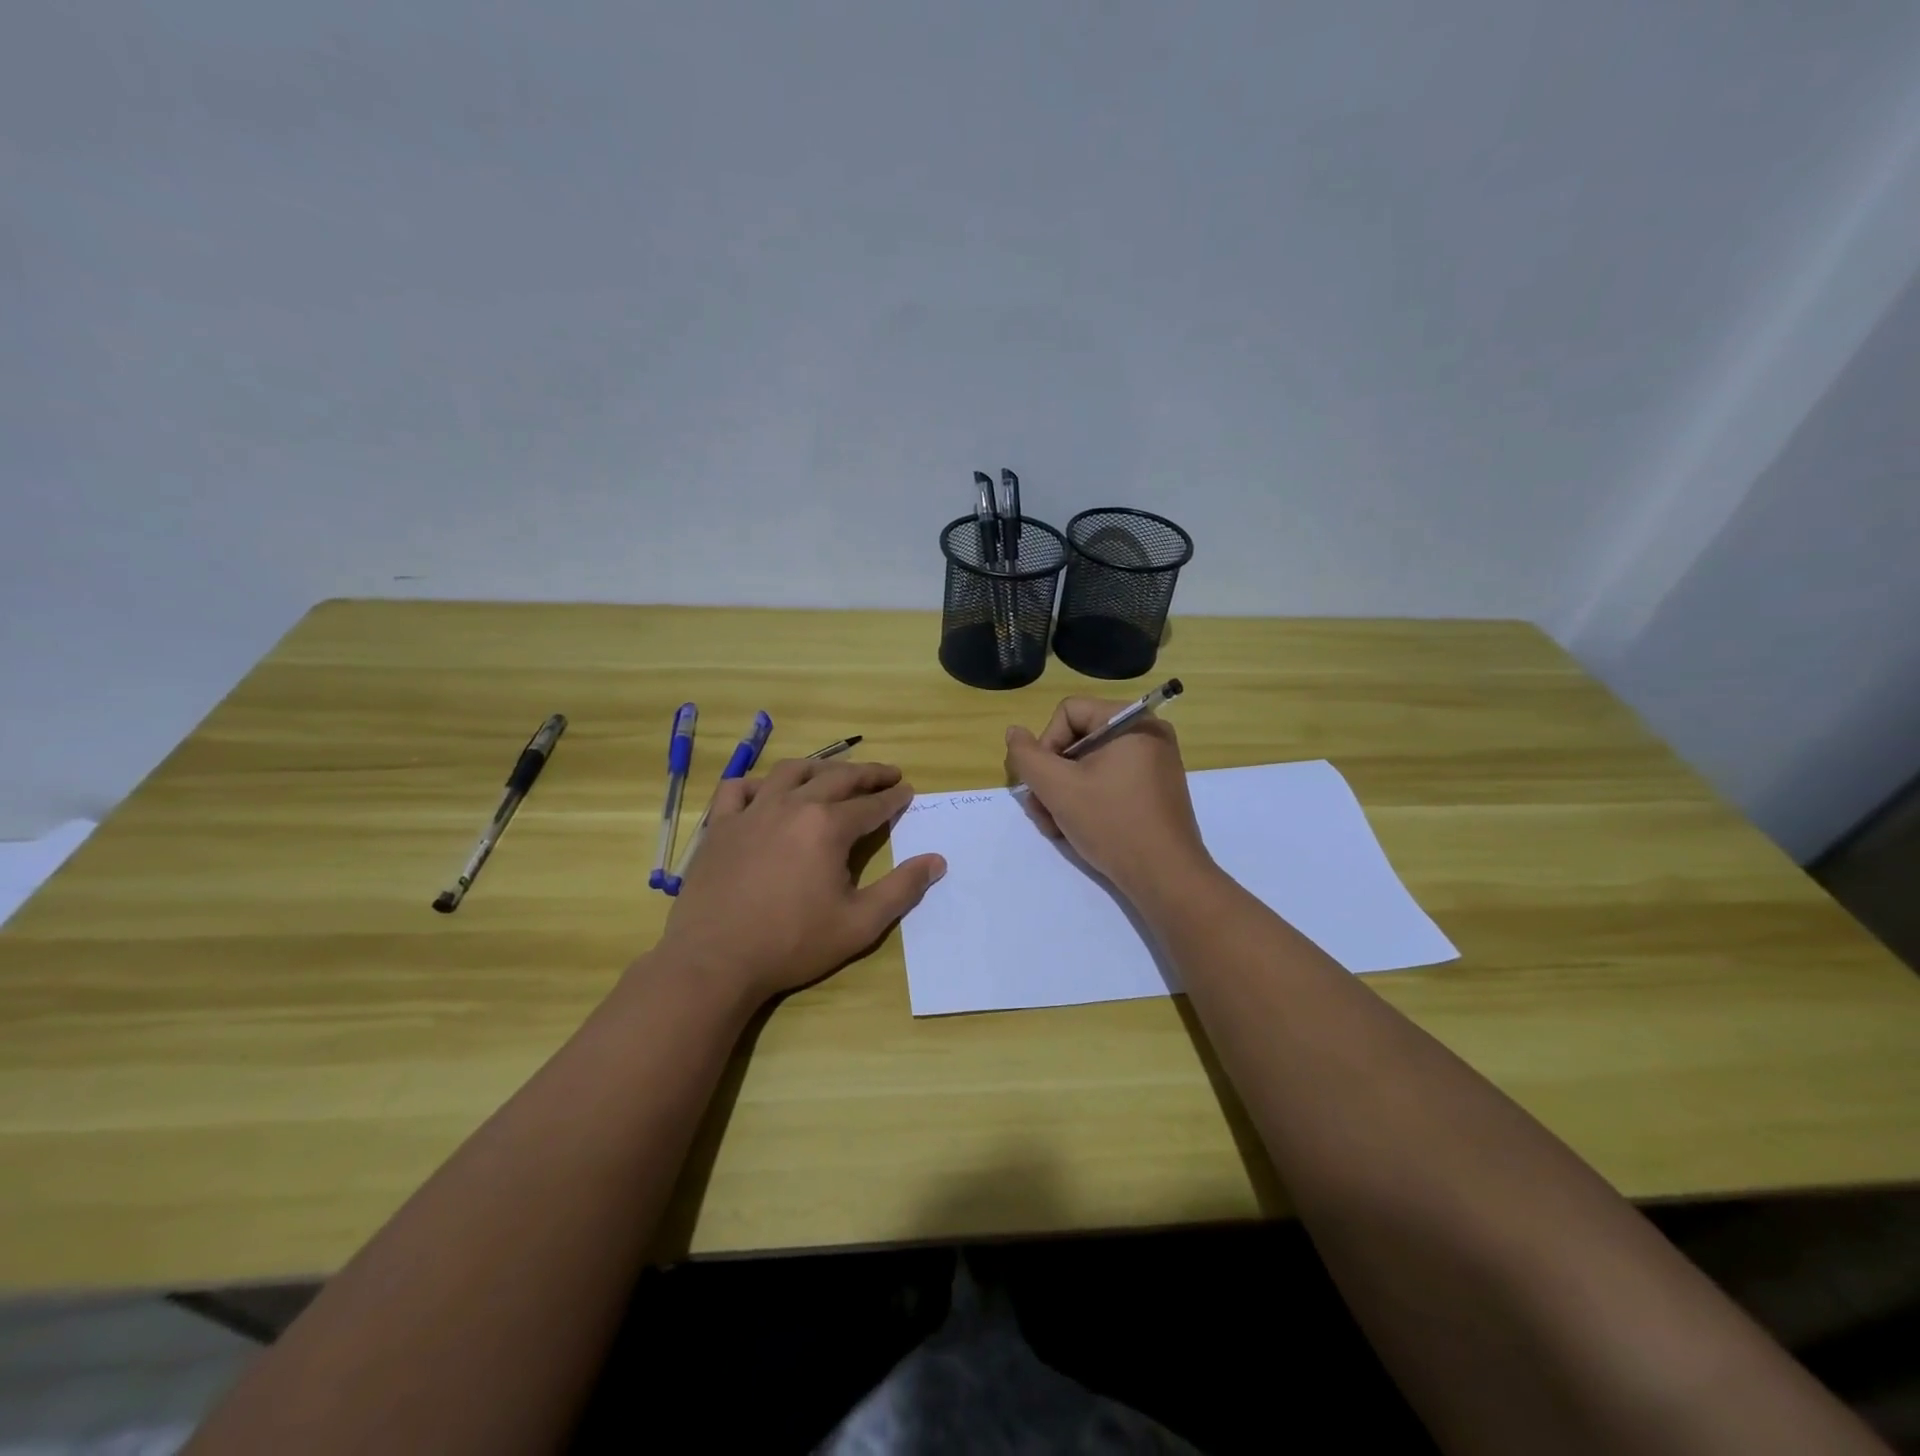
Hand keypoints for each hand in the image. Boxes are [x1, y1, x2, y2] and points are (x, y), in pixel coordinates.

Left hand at [655, 758, 945, 1006]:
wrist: (715, 961)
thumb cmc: (792, 944)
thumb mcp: (859, 924)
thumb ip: (901, 889)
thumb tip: (937, 861)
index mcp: (828, 827)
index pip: (872, 805)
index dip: (894, 798)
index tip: (908, 791)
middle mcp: (792, 806)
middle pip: (837, 778)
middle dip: (867, 774)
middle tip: (887, 774)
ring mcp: (752, 811)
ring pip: (791, 772)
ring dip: (820, 768)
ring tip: (835, 773)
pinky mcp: (721, 825)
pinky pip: (738, 788)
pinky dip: (758, 783)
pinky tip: (767, 791)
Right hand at [1003, 698, 1213, 908]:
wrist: (1166, 877)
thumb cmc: (1112, 823)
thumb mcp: (1057, 788)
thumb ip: (1027, 756)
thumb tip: (1014, 733)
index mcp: (1131, 721)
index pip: (1068, 712)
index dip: (1045, 744)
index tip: (1042, 783)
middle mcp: (1147, 734)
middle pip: (1078, 740)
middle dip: (1052, 776)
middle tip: (1042, 811)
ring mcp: (1154, 763)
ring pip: (1090, 765)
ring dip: (1063, 793)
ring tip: (1055, 827)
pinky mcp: (1154, 790)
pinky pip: (1110, 781)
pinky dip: (1087, 800)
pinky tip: (1075, 830)